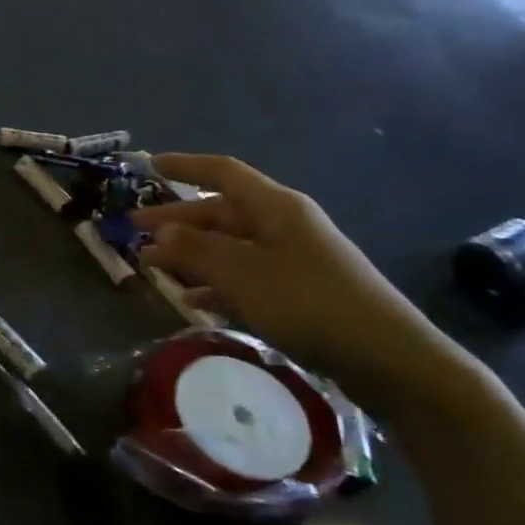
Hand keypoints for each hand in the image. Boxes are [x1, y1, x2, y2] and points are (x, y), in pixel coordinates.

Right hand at [133, 155, 462, 407]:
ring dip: (191, 255)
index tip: (149, 166)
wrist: (389, 359)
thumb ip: (196, 249)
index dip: (184, 166)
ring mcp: (293, 259)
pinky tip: (193, 301)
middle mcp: (284, 225)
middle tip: (134, 231)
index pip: (221, 173)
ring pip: (230, 247)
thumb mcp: (242, 274)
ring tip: (153, 268)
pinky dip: (216, 284)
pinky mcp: (300, 292)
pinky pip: (245, 277)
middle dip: (176, 221)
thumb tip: (160, 229)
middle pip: (220, 212)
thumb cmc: (310, 304)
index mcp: (275, 207)